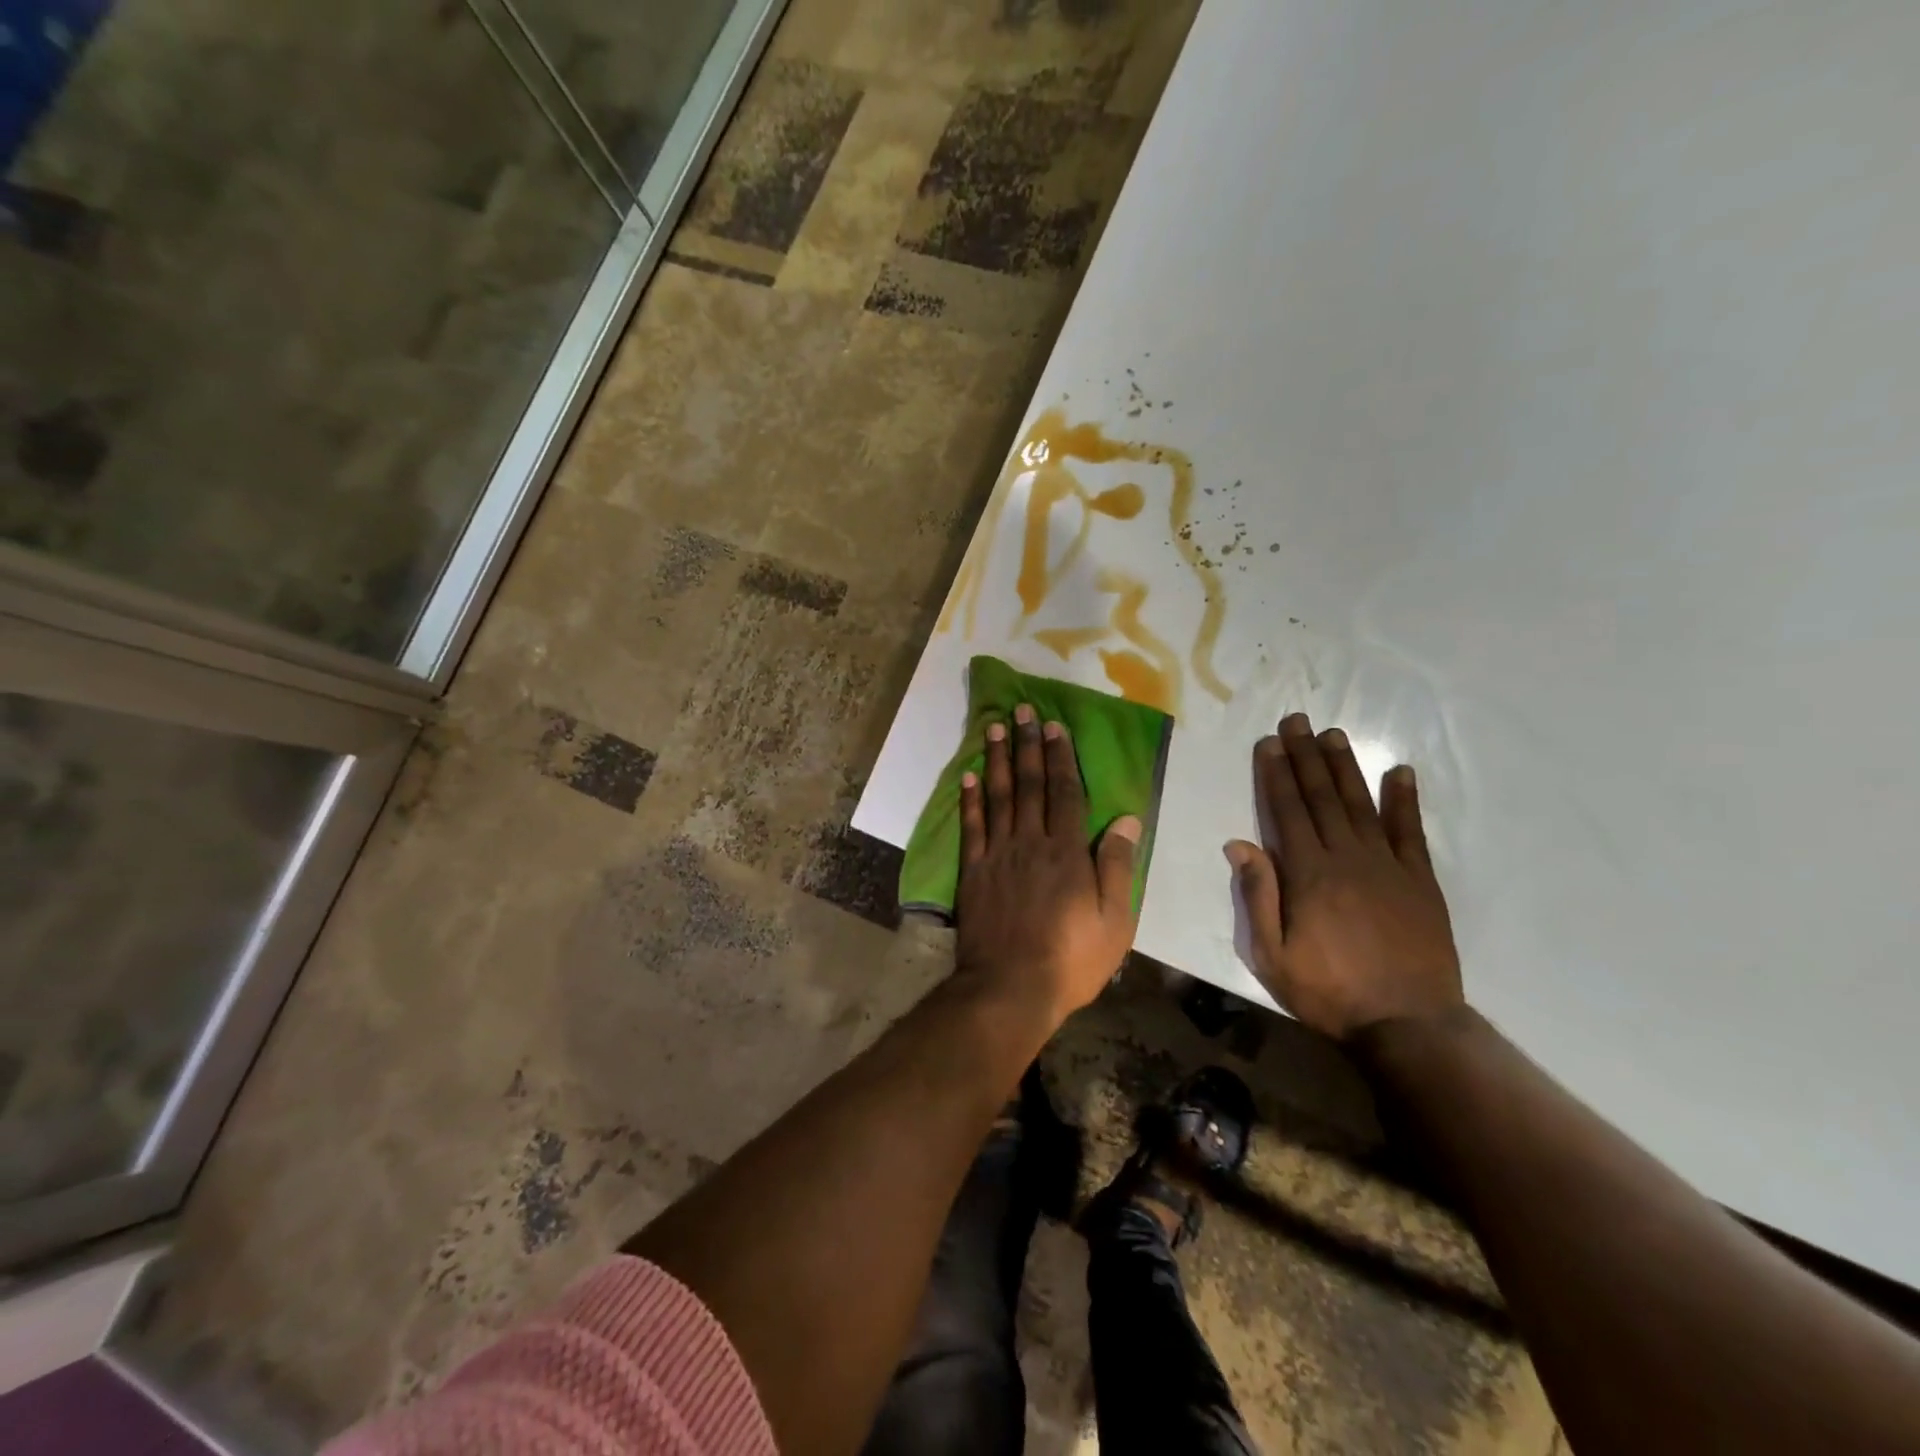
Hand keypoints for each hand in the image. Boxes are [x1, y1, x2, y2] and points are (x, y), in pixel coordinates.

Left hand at [955, 704, 1142, 1025]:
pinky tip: (969, 775)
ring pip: (999, 797)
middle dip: (1028, 745)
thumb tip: (1126, 819)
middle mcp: (1031, 842)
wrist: (1010, 988)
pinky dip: (970, 799)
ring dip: (998, 759)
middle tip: (1022, 711)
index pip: (1065, 792)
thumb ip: (1116, 866)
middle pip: (1030, 785)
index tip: (1054, 726)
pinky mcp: (973, 871)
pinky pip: (971, 826)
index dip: (1060, 757)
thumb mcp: (1113, 920)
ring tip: (994, 727)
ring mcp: (998, 855)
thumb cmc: (1071, 959)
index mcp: (1067, 852)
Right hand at [1226, 713, 1462, 1040]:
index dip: (1276, 774)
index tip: (1269, 742)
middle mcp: (1347, 857)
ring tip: (1333, 735)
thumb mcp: (1272, 955)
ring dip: (1345, 767)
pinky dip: (1405, 800)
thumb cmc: (1329, 991)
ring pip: (1361, 804)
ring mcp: (1388, 866)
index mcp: (1308, 873)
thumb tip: (1239, 843)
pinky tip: (1400, 773)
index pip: (1287, 811)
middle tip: (1297, 720)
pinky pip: (1411, 831)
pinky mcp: (1420, 881)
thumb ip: (1258, 896)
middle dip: (1306, 756)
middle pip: (1322, 797)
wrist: (1408, 1024)